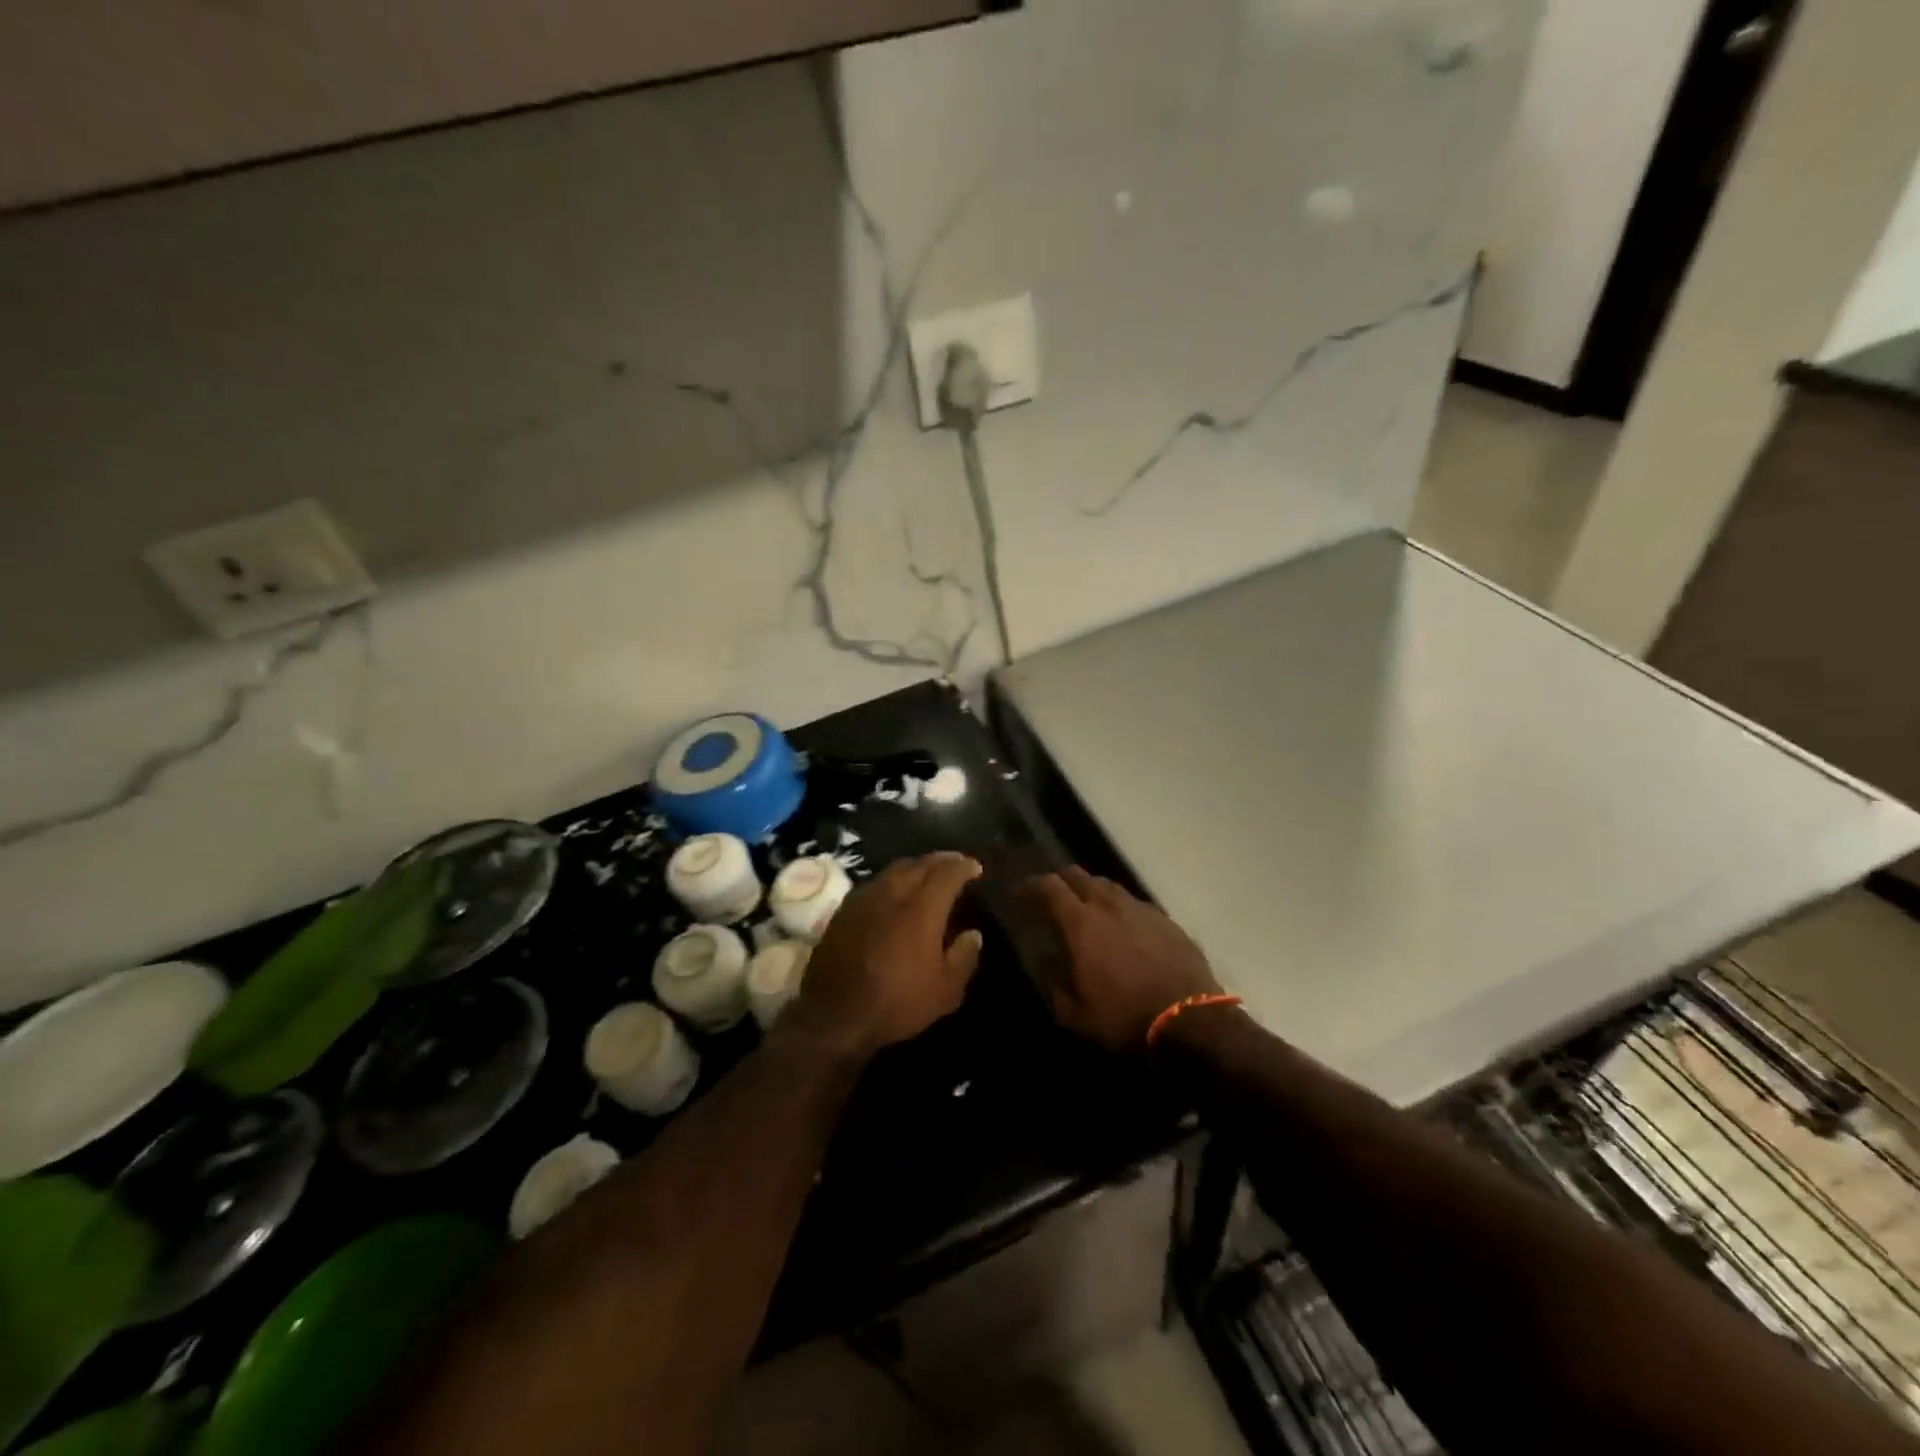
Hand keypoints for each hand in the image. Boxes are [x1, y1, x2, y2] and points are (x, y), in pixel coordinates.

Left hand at [787, 851, 984, 1059]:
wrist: (834, 1015)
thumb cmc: (896, 1003)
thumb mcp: (945, 992)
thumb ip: (964, 958)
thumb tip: (973, 934)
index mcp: (922, 908)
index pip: (948, 873)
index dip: (964, 867)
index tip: (976, 868)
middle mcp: (893, 893)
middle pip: (920, 864)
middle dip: (942, 860)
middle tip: (955, 863)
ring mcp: (865, 898)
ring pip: (895, 869)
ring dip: (916, 866)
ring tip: (927, 873)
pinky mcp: (844, 909)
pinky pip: (875, 883)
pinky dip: (892, 879)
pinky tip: (895, 891)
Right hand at [1023, 867, 1221, 1052]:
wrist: (1191, 1019)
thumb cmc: (1125, 1017)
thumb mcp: (1076, 1014)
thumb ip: (1055, 984)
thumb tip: (1049, 963)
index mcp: (1081, 923)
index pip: (1049, 886)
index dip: (1031, 884)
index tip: (1021, 892)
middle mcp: (1109, 905)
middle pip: (1078, 875)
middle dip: (1060, 881)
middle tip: (1052, 897)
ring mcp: (1141, 908)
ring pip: (1108, 885)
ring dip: (1091, 891)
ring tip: (1087, 909)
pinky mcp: (1165, 919)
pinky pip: (1133, 902)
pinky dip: (1119, 908)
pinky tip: (1122, 927)